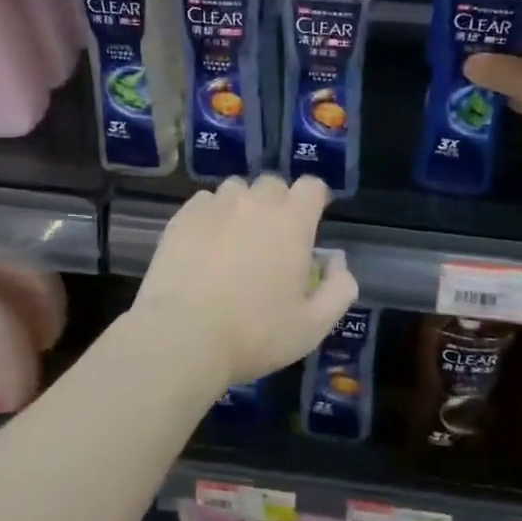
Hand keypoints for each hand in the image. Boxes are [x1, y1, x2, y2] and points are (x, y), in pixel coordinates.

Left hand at [133, 175, 359, 389]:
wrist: (183, 336)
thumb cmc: (256, 333)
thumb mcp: (313, 325)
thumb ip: (339, 288)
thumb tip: (337, 261)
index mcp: (292, 222)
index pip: (312, 186)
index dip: (315, 200)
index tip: (311, 221)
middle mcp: (255, 203)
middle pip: (273, 184)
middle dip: (279, 203)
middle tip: (273, 238)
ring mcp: (215, 206)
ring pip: (236, 190)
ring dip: (243, 206)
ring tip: (236, 238)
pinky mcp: (182, 217)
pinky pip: (205, 202)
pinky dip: (212, 215)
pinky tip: (206, 244)